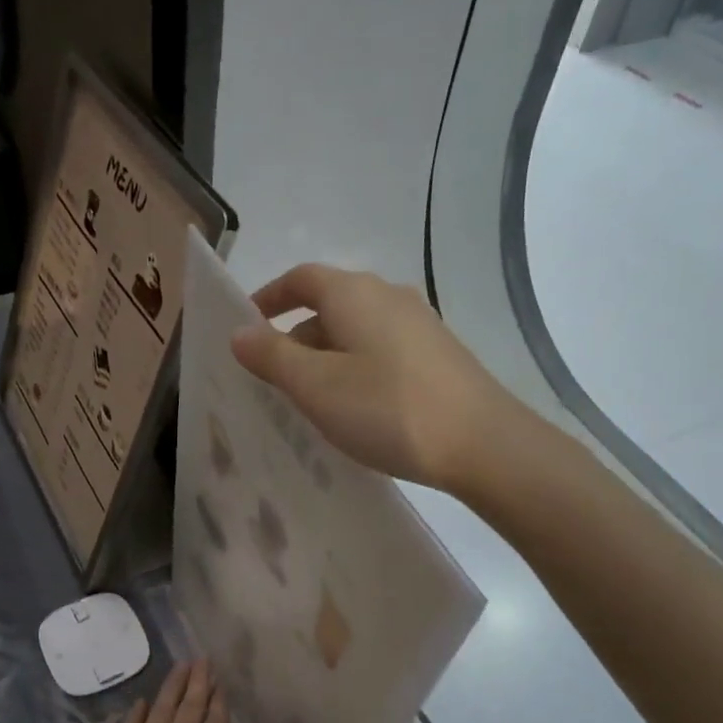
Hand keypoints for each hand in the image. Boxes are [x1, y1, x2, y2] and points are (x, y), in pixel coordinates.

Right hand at [230, 263, 546, 493]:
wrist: (483, 444)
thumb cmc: (387, 409)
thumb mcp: (316, 386)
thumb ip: (272, 356)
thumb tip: (239, 332)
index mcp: (354, 294)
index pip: (300, 278)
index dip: (268, 297)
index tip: (245, 326)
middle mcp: (388, 296)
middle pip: (328, 305)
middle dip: (293, 337)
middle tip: (270, 379)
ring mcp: (418, 325)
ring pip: (354, 331)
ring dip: (324, 357)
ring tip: (308, 401)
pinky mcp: (437, 355)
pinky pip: (379, 351)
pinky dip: (353, 369)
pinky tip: (354, 409)